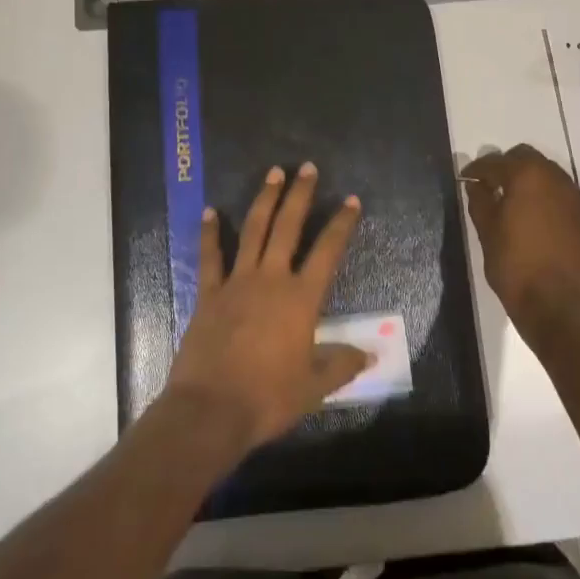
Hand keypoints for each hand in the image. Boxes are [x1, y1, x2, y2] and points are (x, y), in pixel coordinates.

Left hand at [163, 163, 373, 450]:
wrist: (211, 410)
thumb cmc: (268, 398)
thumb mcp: (314, 387)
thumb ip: (342, 365)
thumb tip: (371, 354)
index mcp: (301, 299)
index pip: (328, 252)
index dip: (341, 224)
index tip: (351, 200)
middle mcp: (271, 280)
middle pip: (288, 228)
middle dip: (299, 196)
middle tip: (307, 168)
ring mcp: (236, 283)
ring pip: (253, 231)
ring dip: (264, 200)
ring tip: (273, 173)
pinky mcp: (208, 294)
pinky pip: (210, 257)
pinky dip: (210, 233)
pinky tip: (210, 211)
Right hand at [462, 145, 579, 351]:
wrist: (558, 305)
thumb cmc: (514, 266)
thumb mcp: (487, 232)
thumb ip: (480, 201)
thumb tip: (476, 185)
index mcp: (527, 176)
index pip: (496, 162)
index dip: (477, 169)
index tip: (467, 178)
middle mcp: (557, 178)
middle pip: (528, 158)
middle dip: (508, 167)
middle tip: (493, 186)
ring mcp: (578, 198)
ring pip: (551, 176)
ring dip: (532, 182)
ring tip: (517, 203)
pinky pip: (566, 198)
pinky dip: (551, 201)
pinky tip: (541, 221)